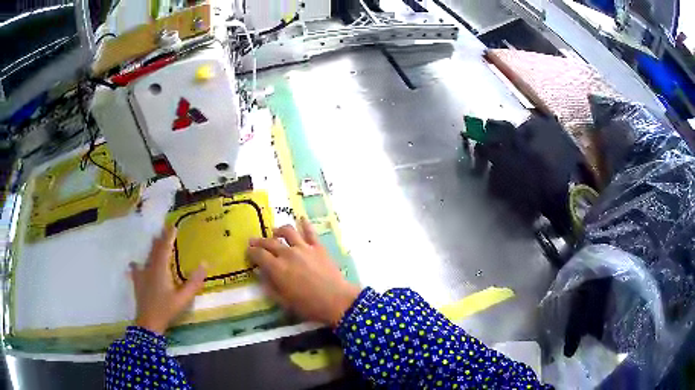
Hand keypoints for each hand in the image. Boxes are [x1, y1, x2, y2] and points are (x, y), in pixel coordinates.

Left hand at [130, 226, 206, 334]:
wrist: (149, 322)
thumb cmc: (167, 309)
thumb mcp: (183, 298)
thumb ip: (194, 282)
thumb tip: (204, 263)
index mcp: (160, 269)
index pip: (164, 248)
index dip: (168, 236)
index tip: (173, 225)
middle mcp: (150, 268)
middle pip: (155, 250)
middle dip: (160, 239)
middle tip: (164, 230)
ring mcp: (142, 275)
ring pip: (147, 257)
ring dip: (151, 248)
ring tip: (154, 240)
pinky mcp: (138, 283)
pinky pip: (136, 269)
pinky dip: (137, 264)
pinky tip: (134, 264)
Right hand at [248, 218, 360, 326]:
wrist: (337, 300)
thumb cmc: (308, 305)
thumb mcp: (284, 301)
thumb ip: (270, 286)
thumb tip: (260, 274)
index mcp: (277, 268)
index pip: (259, 255)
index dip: (251, 252)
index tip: (248, 251)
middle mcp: (287, 253)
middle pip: (269, 242)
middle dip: (259, 241)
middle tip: (254, 241)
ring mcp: (304, 248)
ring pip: (288, 231)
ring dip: (279, 230)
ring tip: (275, 231)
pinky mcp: (318, 247)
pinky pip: (310, 231)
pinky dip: (304, 223)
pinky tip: (301, 218)